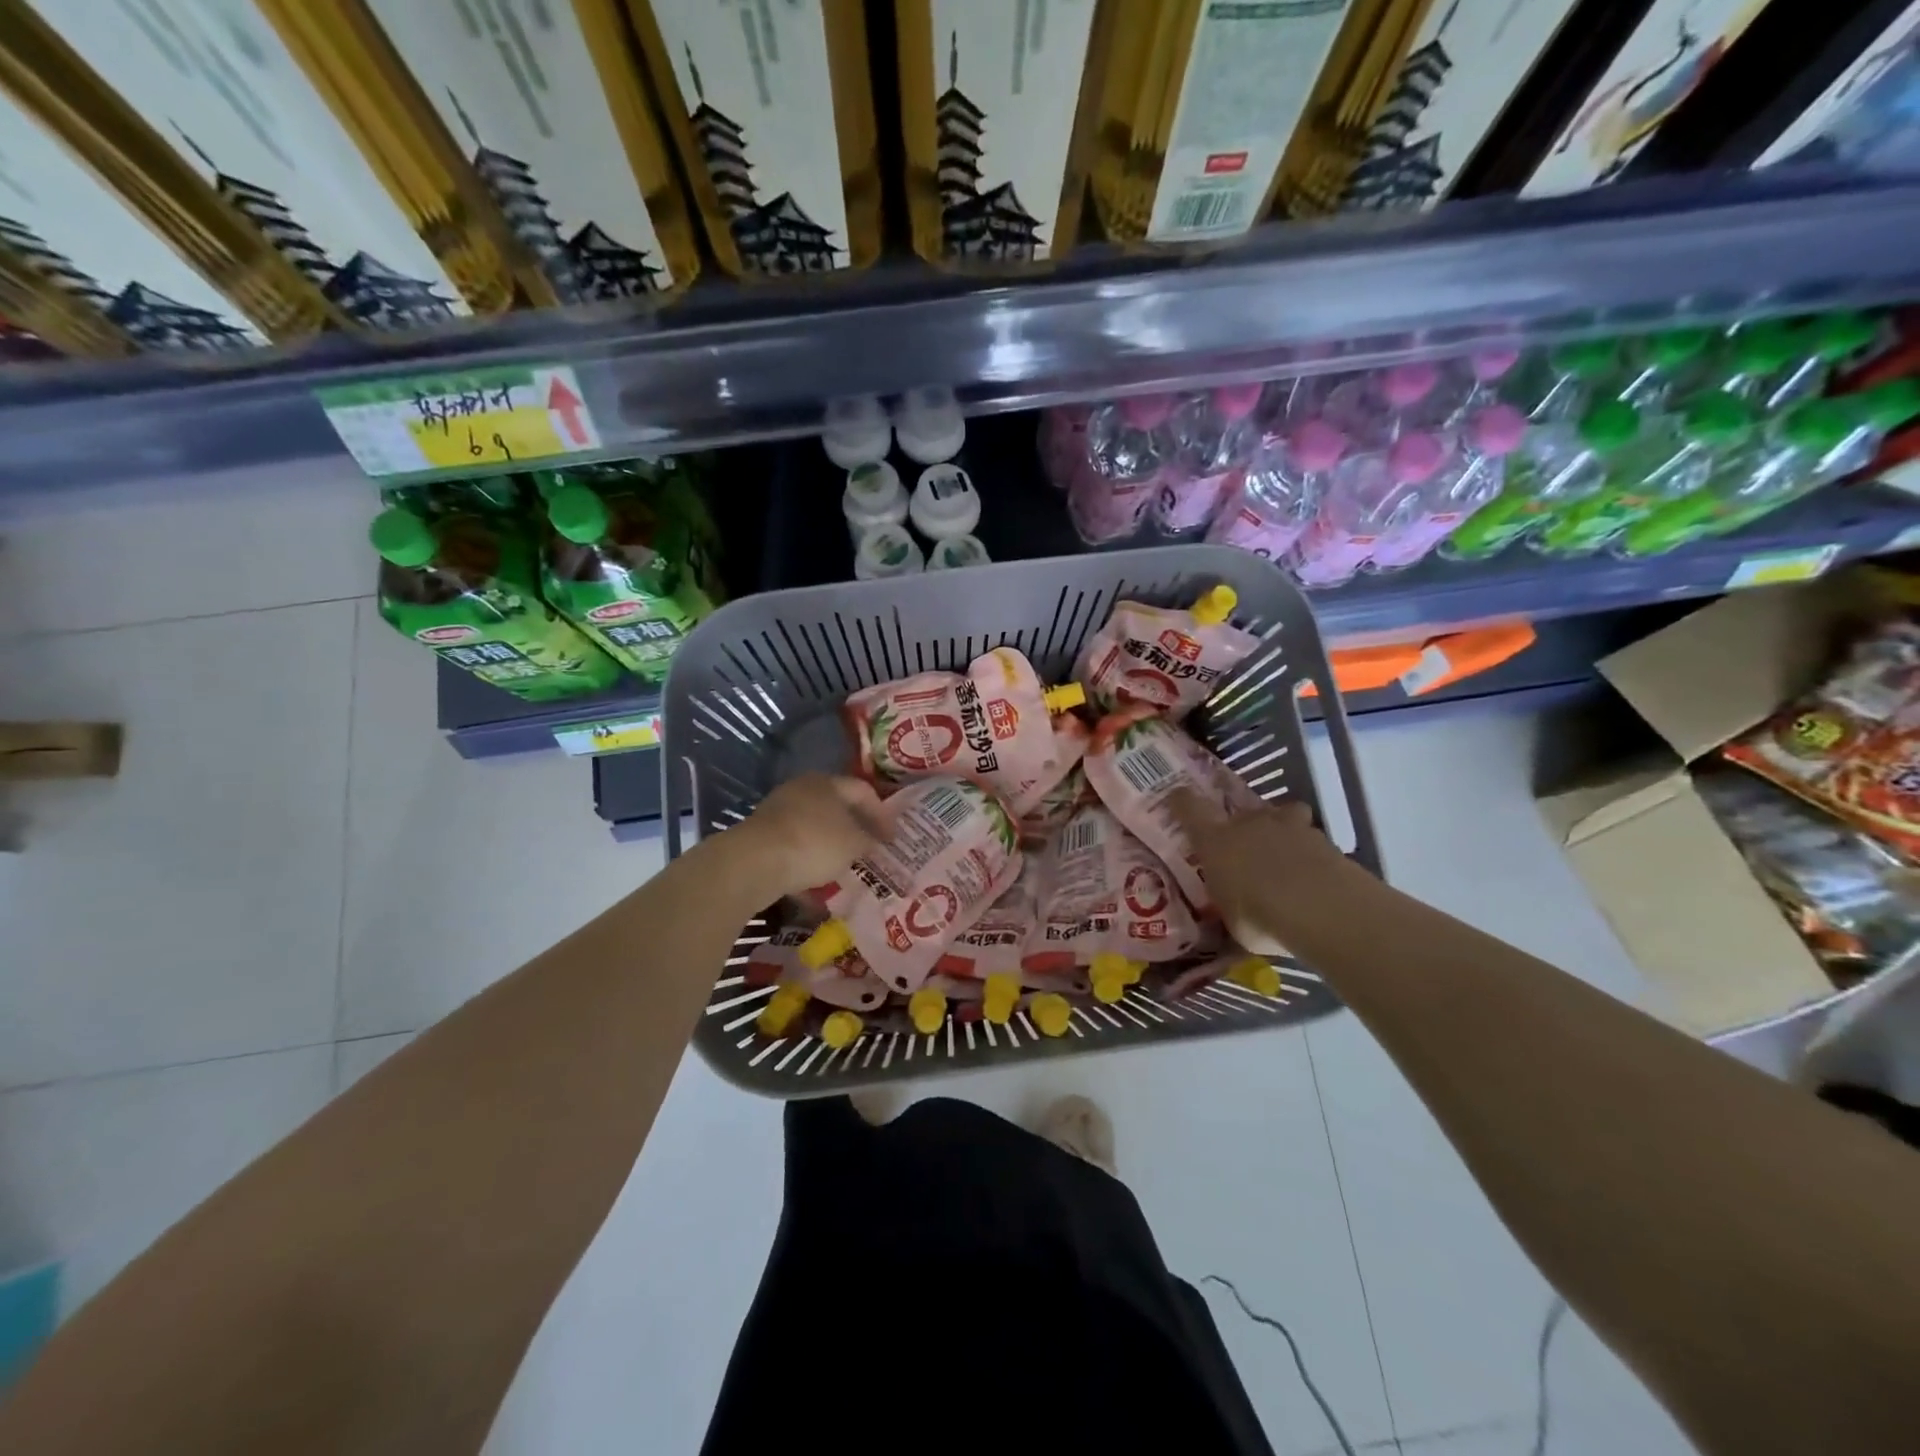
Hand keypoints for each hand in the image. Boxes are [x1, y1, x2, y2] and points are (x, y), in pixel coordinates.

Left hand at [733, 774, 885, 899]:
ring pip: (814, 828)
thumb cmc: (814, 843)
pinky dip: (809, 862)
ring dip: (831, 847)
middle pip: (836, 807)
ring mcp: (778, 812)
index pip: (863, 791)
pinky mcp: (762, 836)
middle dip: (855, 829)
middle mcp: (801, 790)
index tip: (892, 839)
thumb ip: (868, 840)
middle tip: (870, 850)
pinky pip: (795, 847)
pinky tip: (817, 884)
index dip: (882, 814)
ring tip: (846, 869)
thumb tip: (871, 841)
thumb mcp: (853, 844)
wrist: (754, 862)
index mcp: (827, 782)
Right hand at [1172, 790, 1347, 955]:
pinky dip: (1310, 853)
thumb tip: (1229, 909)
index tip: (1178, 798)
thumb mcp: (1231, 919)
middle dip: (1243, 825)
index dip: (1182, 800)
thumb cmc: (1259, 916)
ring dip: (1281, 833)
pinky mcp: (1324, 839)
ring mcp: (1290, 826)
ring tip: (1286, 860)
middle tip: (1246, 848)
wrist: (1323, 909)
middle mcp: (1249, 823)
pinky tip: (1314, 877)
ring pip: (1282, 816)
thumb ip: (1228, 905)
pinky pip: (1311, 839)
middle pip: (1242, 810)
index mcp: (1216, 840)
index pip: (1189, 807)